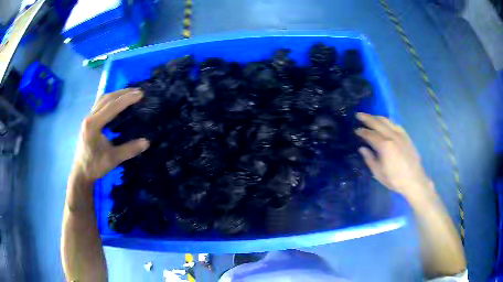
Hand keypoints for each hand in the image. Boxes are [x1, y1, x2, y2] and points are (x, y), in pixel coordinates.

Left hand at [72, 88, 149, 182]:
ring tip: (129, 93)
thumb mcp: (113, 159)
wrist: (81, 173)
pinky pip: (99, 104)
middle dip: (123, 93)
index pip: (112, 106)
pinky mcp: (88, 121)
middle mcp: (90, 117)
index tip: (141, 94)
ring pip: (102, 99)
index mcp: (94, 124)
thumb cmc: (95, 166)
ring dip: (116, 94)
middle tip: (138, 91)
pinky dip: (110, 99)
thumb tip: (147, 142)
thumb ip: (129, 150)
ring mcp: (88, 118)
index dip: (127, 99)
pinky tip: (116, 102)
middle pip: (107, 98)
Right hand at [355, 113, 432, 199]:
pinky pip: (395, 124)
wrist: (414, 180)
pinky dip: (387, 121)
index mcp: (384, 146)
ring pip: (387, 121)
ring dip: (376, 117)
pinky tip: (385, 123)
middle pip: (377, 122)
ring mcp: (400, 134)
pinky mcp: (406, 136)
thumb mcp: (378, 173)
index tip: (355, 130)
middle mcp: (392, 136)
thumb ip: (369, 159)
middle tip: (358, 115)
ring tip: (370, 117)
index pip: (370, 134)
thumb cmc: (395, 179)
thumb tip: (362, 148)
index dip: (361, 131)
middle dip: (367, 118)